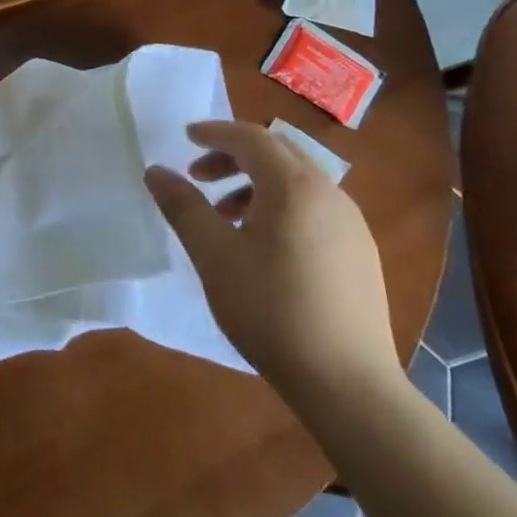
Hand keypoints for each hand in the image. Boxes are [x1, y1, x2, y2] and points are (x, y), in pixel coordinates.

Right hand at [145, 120, 399, 399]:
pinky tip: (264, 246)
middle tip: (198, 175)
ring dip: (256, 183)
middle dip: (234, 156)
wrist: (347, 384)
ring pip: (298, 181)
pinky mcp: (361, 252)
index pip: (250, 137)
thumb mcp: (213, 256)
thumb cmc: (271, 310)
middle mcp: (329, 193)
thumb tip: (156, 171)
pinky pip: (315, 207)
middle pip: (277, 153)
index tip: (185, 138)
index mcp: (293, 186)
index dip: (215, 132)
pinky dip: (282, 206)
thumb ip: (183, 206)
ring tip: (226, 216)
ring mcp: (352, 223)